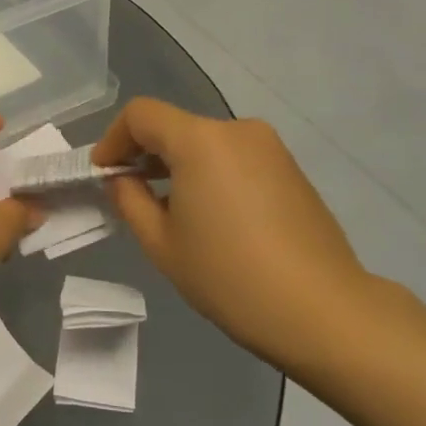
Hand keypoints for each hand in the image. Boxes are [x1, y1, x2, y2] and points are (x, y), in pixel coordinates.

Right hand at [93, 98, 369, 360]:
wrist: (321, 310)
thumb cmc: (228, 276)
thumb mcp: (161, 243)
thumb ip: (130, 200)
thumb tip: (121, 179)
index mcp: (200, 140)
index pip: (141, 114)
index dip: (113, 139)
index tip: (103, 174)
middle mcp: (236, 129)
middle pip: (175, 126)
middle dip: (145, 153)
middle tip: (130, 194)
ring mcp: (270, 147)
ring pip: (206, 142)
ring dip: (178, 164)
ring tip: (171, 210)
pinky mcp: (291, 169)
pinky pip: (235, 157)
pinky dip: (210, 173)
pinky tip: (212, 216)